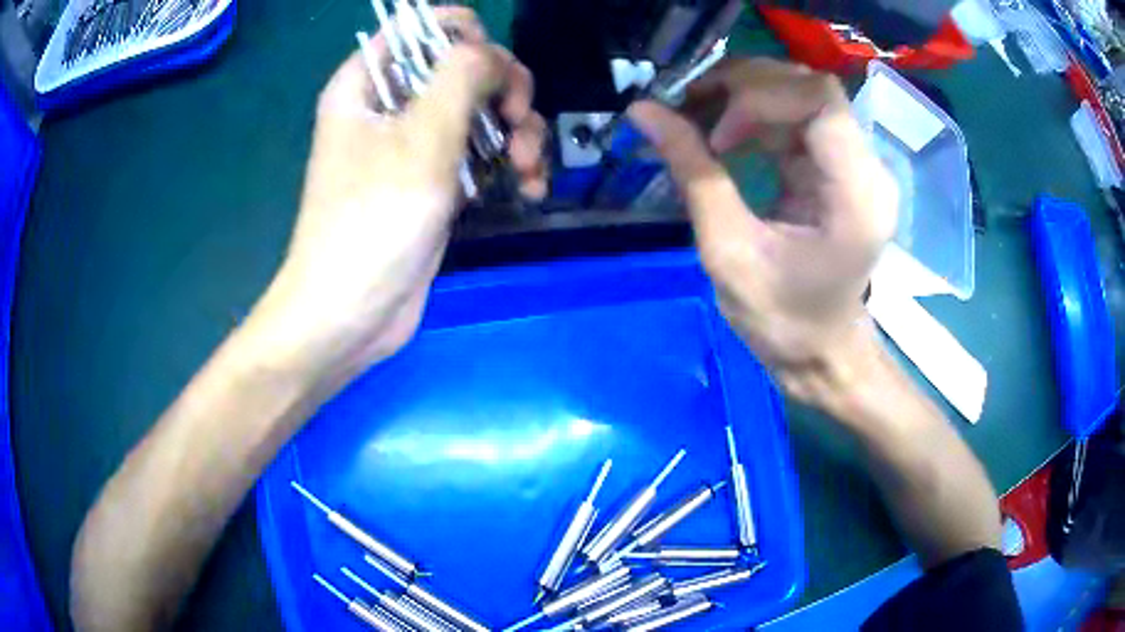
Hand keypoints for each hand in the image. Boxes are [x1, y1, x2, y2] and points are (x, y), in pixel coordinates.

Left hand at [253, 9, 546, 385]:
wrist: (353, 314)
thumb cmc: (373, 222)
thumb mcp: (422, 137)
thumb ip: (463, 76)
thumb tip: (494, 53)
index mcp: (369, 81)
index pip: (422, 27)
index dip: (467, 35)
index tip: (494, 71)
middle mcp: (391, 105)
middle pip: (464, 66)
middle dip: (504, 89)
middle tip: (519, 121)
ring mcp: (415, 144)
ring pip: (482, 110)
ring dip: (518, 132)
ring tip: (529, 170)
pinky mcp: (436, 181)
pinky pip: (482, 152)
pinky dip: (510, 164)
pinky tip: (530, 188)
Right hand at [628, 59, 897, 411]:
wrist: (822, 352)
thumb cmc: (783, 321)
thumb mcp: (729, 252)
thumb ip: (693, 173)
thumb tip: (644, 112)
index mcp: (856, 195)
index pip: (820, 100)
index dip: (759, 97)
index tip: (716, 134)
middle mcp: (868, 169)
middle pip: (812, 88)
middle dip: (746, 86)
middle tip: (691, 106)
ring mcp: (857, 166)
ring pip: (803, 95)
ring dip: (746, 95)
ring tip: (699, 114)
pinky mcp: (840, 168)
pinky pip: (798, 118)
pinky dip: (756, 114)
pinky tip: (724, 132)